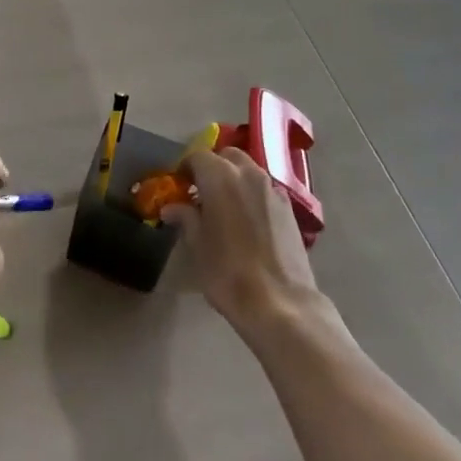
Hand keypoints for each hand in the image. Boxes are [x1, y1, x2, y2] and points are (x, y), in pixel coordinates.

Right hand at [163, 143, 323, 339]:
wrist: (281, 303)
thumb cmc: (228, 272)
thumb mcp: (197, 245)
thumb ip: (185, 218)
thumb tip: (171, 208)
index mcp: (221, 176)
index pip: (197, 157)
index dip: (185, 169)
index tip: (178, 188)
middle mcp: (248, 173)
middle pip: (227, 156)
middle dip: (212, 168)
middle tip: (201, 194)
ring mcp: (272, 189)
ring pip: (248, 171)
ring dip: (233, 180)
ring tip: (224, 209)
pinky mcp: (289, 208)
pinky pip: (264, 190)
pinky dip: (251, 195)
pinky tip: (247, 222)